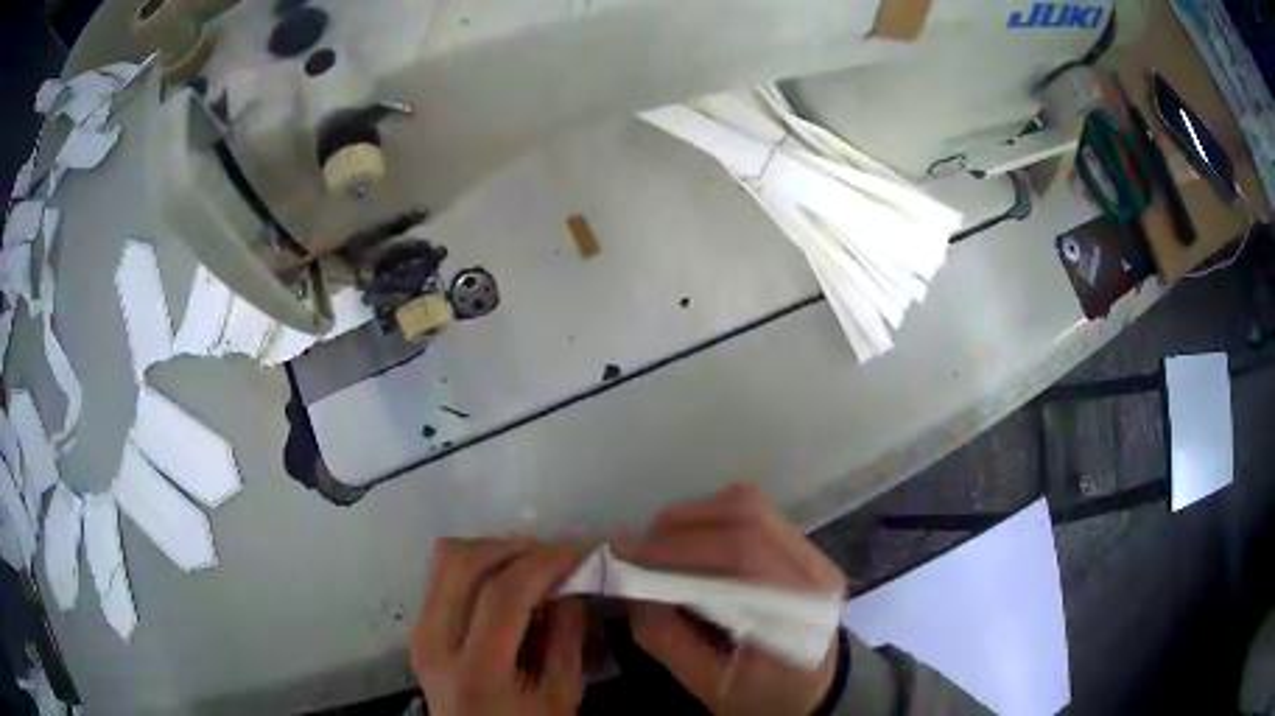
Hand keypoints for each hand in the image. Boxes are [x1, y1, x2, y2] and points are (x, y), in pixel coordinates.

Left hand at [411, 539, 585, 715]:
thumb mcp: (560, 695)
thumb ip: (566, 640)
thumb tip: (570, 585)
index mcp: (475, 671)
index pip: (500, 595)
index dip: (541, 564)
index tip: (577, 553)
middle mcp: (434, 642)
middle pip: (460, 562)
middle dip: (513, 546)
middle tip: (554, 554)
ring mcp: (420, 631)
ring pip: (446, 560)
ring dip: (493, 550)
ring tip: (532, 564)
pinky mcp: (419, 627)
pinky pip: (444, 576)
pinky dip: (479, 565)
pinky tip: (509, 581)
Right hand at [626, 485, 845, 715]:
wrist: (813, 694)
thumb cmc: (762, 697)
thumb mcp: (708, 684)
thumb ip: (666, 639)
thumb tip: (631, 587)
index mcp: (800, 613)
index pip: (744, 554)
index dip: (681, 548)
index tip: (630, 557)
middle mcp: (815, 571)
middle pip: (747, 515)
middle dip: (680, 526)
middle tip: (637, 549)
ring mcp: (815, 555)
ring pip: (750, 506)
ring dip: (694, 518)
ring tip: (658, 546)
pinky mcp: (804, 549)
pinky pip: (754, 515)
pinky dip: (711, 521)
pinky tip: (688, 547)